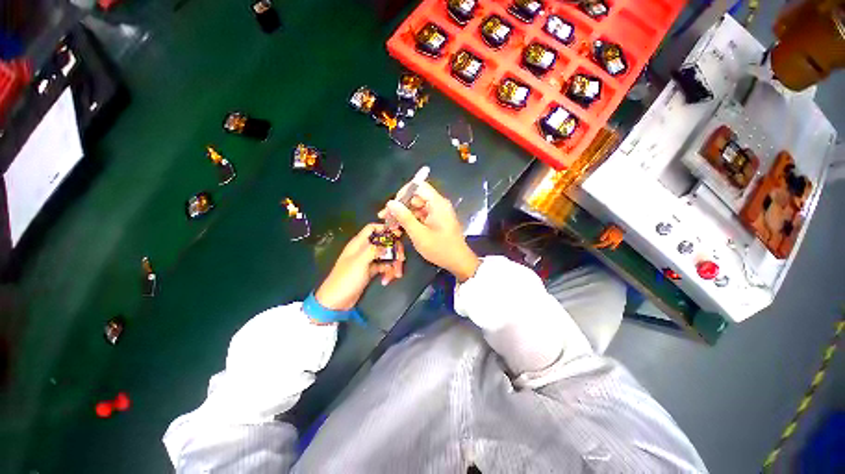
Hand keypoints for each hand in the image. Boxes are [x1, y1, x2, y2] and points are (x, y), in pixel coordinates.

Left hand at [314, 224, 404, 311]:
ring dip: (393, 263)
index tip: (398, 234)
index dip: (385, 229)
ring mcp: (368, 260)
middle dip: (394, 250)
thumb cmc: (346, 278)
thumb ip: (375, 249)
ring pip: (386, 255)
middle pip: (384, 242)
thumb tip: (390, 241)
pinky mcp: (371, 270)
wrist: (336, 301)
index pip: (372, 228)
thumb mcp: (360, 261)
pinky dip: (387, 271)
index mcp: (359, 243)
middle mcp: (364, 249)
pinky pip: (384, 266)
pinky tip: (387, 280)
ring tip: (396, 274)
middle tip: (401, 259)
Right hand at [379, 182, 479, 281]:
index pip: (418, 186)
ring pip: (417, 206)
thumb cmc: (440, 248)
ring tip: (391, 224)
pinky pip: (422, 214)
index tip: (392, 205)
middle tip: (386, 217)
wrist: (458, 261)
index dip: (403, 193)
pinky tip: (401, 227)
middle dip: (401, 206)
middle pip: (416, 197)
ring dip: (404, 214)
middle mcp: (439, 204)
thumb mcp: (419, 234)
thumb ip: (404, 217)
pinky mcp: (437, 219)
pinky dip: (412, 219)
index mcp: (437, 203)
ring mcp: (439, 211)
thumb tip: (390, 203)